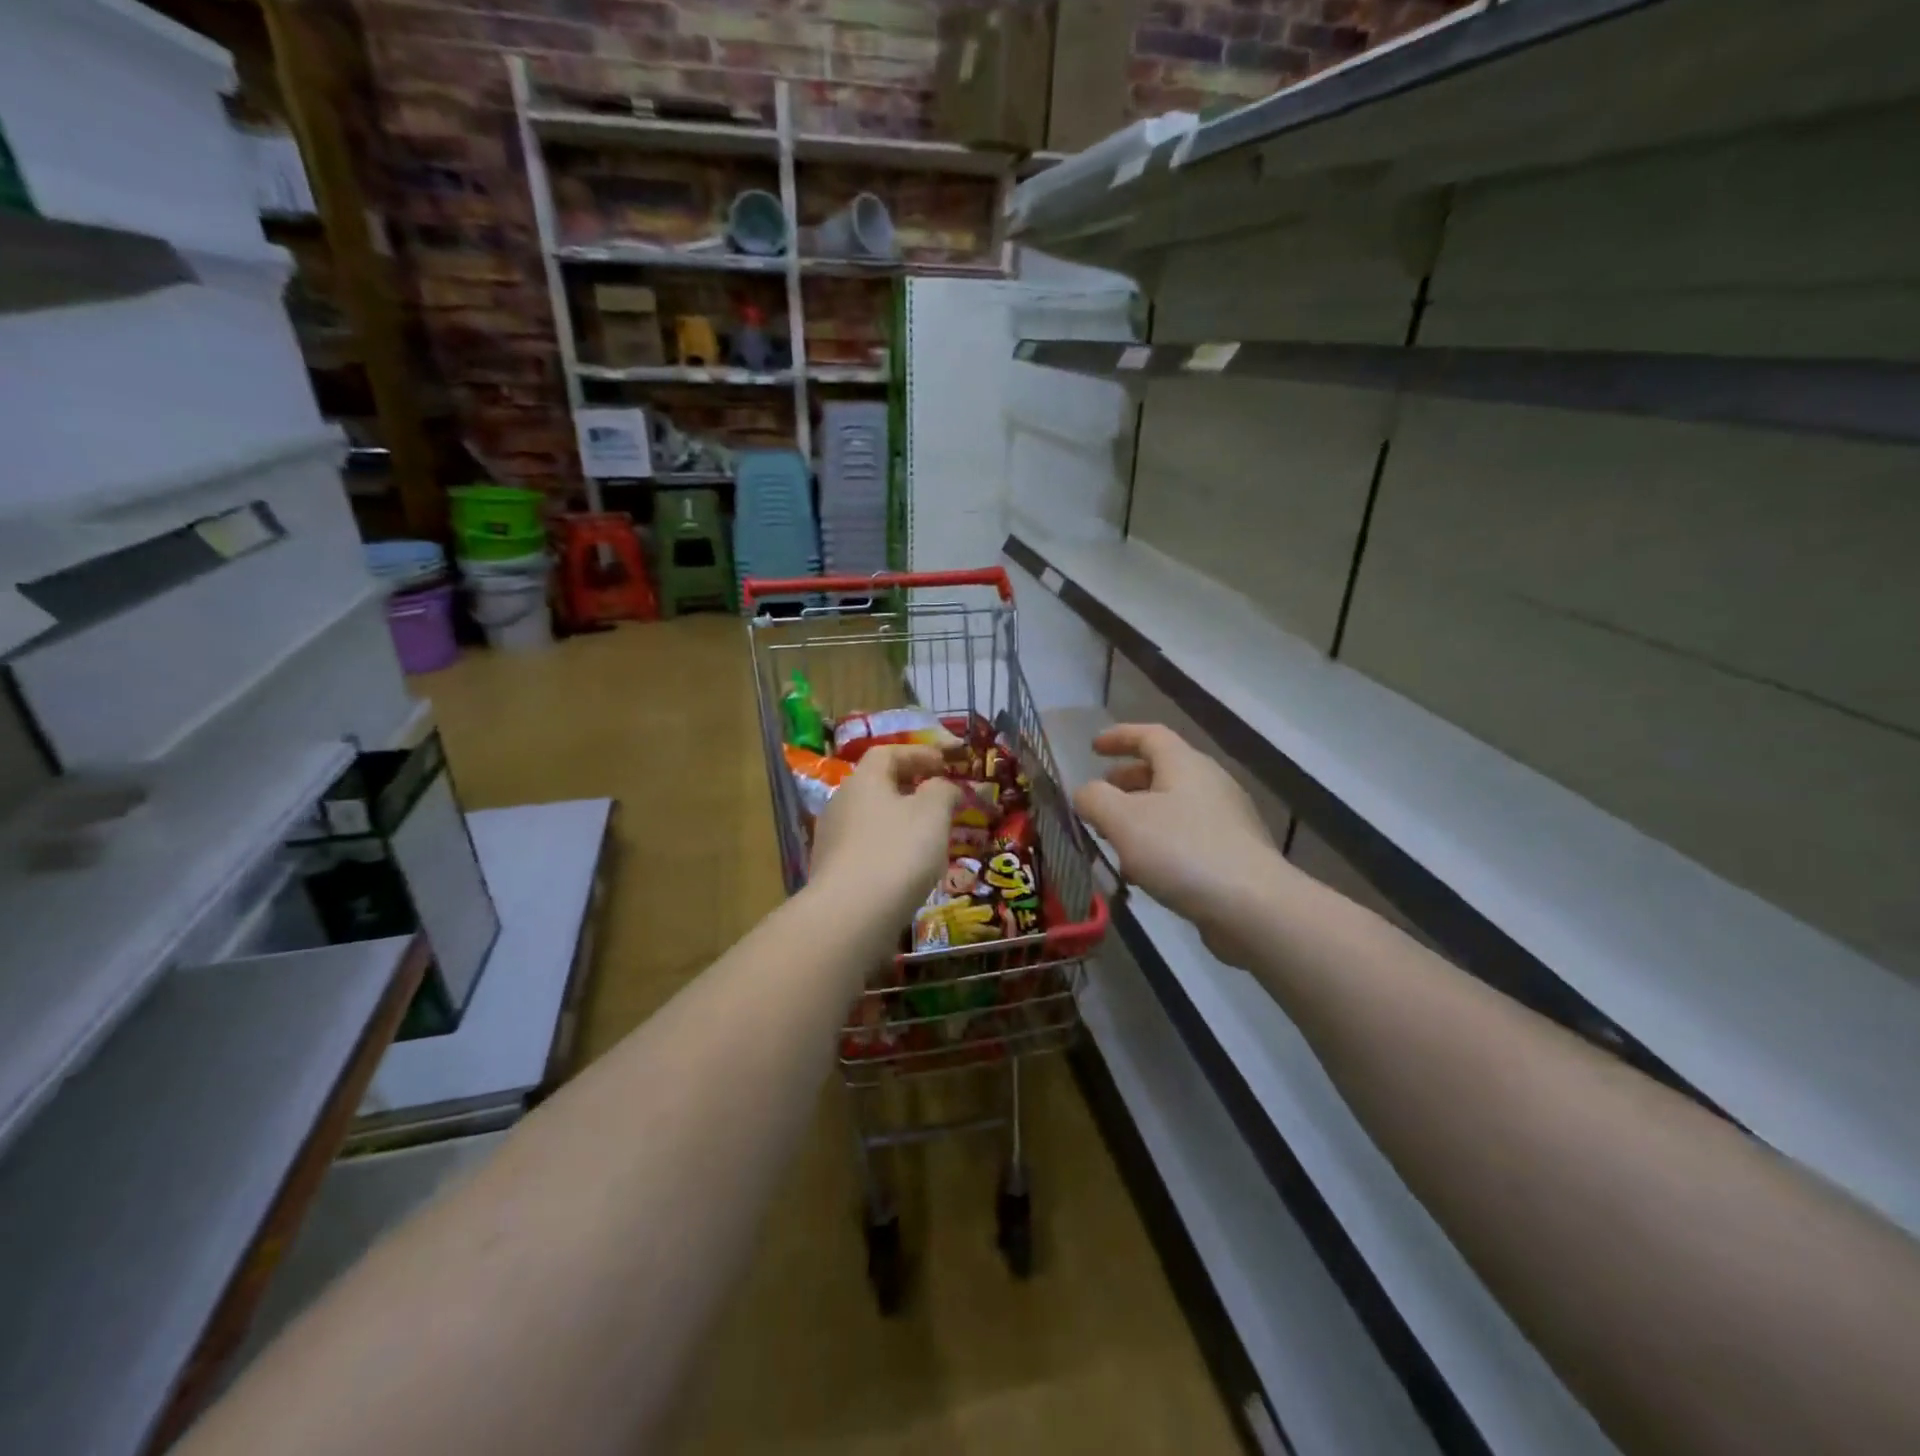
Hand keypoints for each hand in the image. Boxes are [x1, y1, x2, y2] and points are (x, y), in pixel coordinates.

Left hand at [809, 744, 960, 940]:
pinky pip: (867, 851)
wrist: (851, 916)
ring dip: (901, 823)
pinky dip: (890, 852)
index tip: (945, 764)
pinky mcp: (833, 874)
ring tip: (930, 839)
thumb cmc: (897, 852)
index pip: (888, 753)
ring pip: (873, 821)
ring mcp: (833, 841)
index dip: (918, 754)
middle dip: (911, 790)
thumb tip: (945, 787)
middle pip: (878, 786)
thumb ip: (943, 791)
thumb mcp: (933, 813)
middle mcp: (842, 804)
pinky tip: (909, 872)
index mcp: (864, 781)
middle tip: (940, 801)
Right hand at [1073, 724, 1286, 964]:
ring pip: (1173, 808)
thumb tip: (1085, 793)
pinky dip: (1159, 844)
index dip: (1119, 737)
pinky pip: (1187, 838)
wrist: (1252, 907)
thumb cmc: (1182, 851)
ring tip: (1114, 841)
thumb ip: (1094, 800)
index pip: (1149, 735)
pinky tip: (1143, 873)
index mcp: (1185, 765)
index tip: (1093, 748)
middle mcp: (1210, 784)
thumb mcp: (1123, 821)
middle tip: (1101, 797)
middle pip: (1163, 771)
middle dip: (1127, 781)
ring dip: (1140, 818)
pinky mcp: (1234, 855)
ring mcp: (1227, 820)